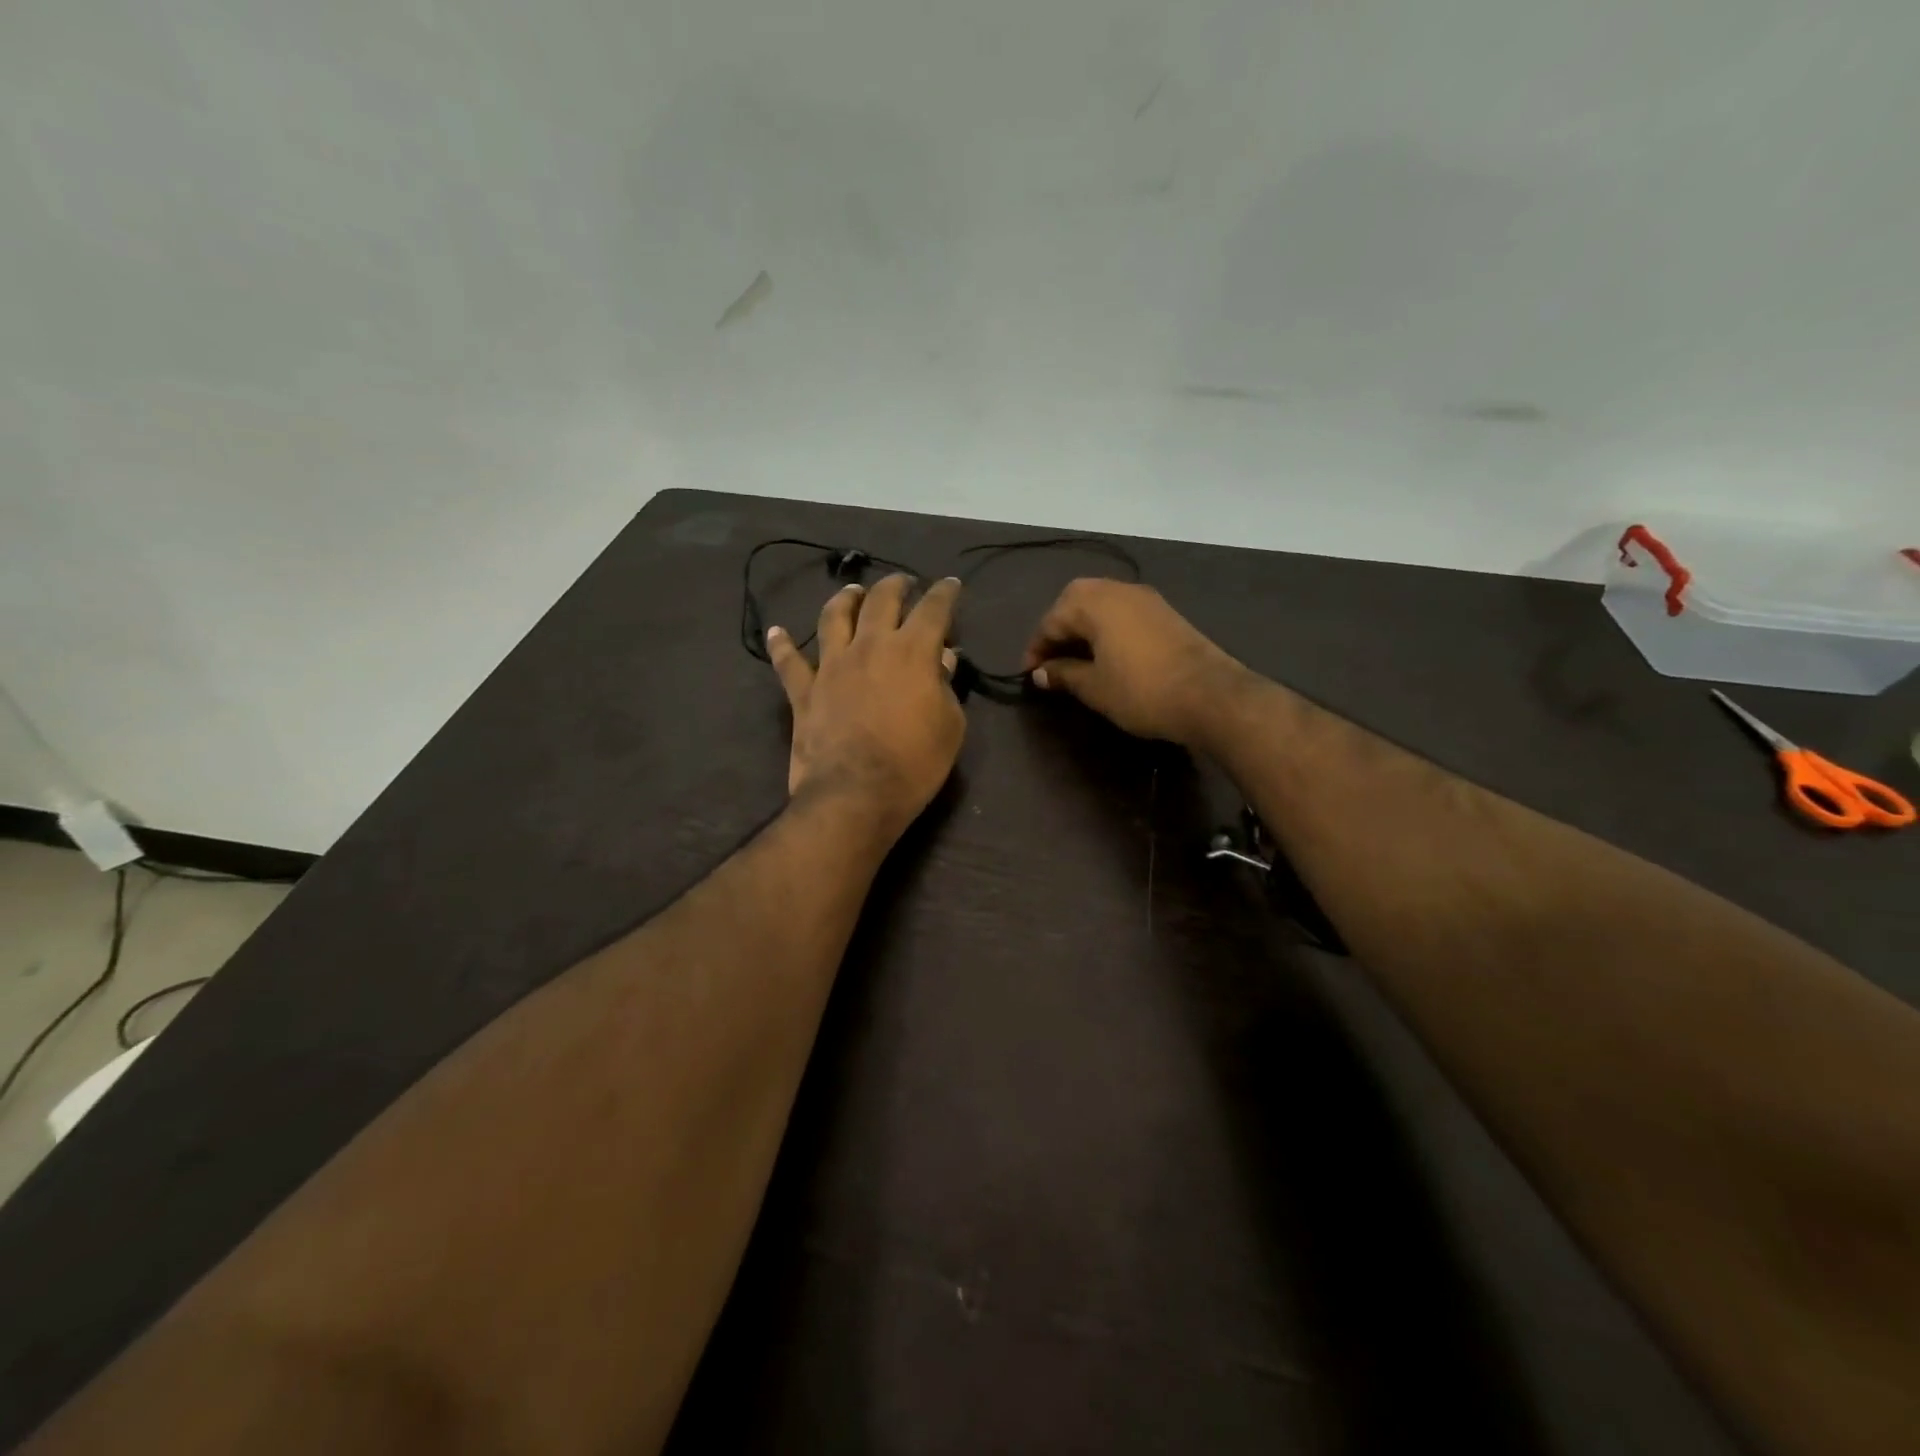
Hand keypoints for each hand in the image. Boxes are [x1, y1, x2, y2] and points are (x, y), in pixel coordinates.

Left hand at [768, 574, 965, 835]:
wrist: (856, 795)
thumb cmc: (915, 763)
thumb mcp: (950, 726)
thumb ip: (945, 686)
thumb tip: (942, 659)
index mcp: (912, 651)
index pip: (933, 609)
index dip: (945, 593)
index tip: (951, 584)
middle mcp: (870, 646)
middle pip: (882, 601)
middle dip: (896, 585)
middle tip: (904, 582)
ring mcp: (832, 666)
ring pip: (835, 617)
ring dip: (846, 599)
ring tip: (853, 591)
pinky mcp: (804, 691)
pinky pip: (789, 662)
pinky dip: (782, 645)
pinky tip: (777, 632)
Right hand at [1023, 579, 1251, 746]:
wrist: (1210, 696)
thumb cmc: (1141, 691)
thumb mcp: (1094, 687)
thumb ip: (1063, 674)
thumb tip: (1041, 673)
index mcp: (1095, 602)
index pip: (1052, 619)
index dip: (1037, 648)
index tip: (1030, 674)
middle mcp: (1119, 590)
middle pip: (1076, 601)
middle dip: (1059, 629)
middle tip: (1052, 660)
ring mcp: (1146, 599)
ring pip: (1102, 604)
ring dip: (1084, 627)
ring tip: (1076, 659)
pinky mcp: (1166, 614)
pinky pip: (1124, 613)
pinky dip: (1107, 629)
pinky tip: (1107, 655)